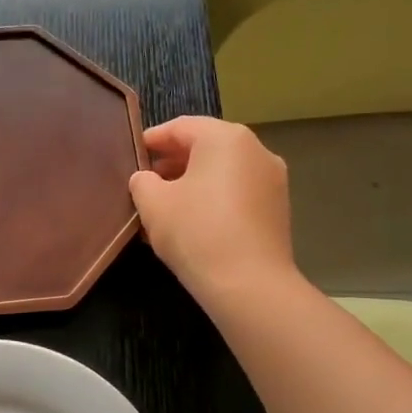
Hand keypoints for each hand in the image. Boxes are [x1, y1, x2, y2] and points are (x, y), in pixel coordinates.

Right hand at [128, 117, 295, 305]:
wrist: (249, 285)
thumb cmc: (196, 232)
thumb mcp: (153, 204)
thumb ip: (143, 182)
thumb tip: (147, 179)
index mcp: (225, 138)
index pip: (181, 127)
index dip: (153, 139)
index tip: (134, 153)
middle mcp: (256, 150)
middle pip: (206, 147)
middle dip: (173, 162)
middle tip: (146, 181)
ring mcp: (272, 180)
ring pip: (223, 172)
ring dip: (193, 183)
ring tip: (165, 207)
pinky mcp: (277, 209)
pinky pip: (237, 193)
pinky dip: (213, 199)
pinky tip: (192, 223)